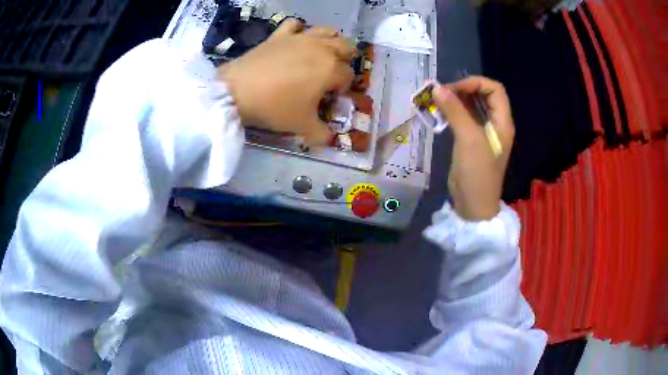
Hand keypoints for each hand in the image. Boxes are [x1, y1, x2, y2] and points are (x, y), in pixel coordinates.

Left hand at [218, 19, 355, 145]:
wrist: (238, 92)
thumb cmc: (275, 107)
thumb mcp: (302, 126)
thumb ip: (321, 134)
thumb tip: (329, 138)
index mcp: (330, 69)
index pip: (348, 75)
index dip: (344, 87)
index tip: (332, 97)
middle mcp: (320, 48)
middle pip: (345, 47)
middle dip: (346, 60)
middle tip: (334, 72)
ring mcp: (299, 38)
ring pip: (326, 31)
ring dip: (332, 40)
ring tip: (325, 51)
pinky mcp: (279, 35)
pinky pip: (294, 24)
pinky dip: (299, 29)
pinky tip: (297, 38)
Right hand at [433, 76, 514, 220]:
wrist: (473, 206)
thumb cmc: (478, 174)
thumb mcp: (469, 140)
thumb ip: (455, 112)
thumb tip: (437, 88)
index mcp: (502, 122)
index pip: (494, 89)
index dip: (475, 83)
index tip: (454, 89)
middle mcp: (495, 124)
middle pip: (483, 95)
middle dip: (463, 90)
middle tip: (442, 94)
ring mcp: (483, 133)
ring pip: (472, 107)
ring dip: (455, 100)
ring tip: (437, 101)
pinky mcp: (471, 141)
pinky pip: (463, 119)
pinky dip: (452, 112)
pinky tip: (439, 113)